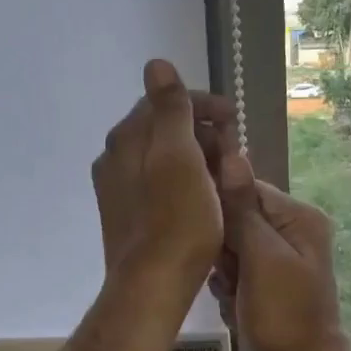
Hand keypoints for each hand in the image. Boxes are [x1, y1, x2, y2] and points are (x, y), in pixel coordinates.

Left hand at [91, 60, 228, 293]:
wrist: (151, 286)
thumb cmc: (176, 221)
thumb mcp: (180, 157)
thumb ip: (170, 109)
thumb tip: (156, 63)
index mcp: (127, 139)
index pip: (165, 102)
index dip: (204, 105)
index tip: (236, 119)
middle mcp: (114, 159)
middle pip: (163, 130)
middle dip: (202, 132)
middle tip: (235, 150)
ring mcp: (117, 190)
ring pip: (162, 159)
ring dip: (196, 158)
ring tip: (226, 174)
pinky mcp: (126, 217)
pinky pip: (158, 185)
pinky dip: (184, 182)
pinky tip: (203, 199)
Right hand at [211, 150, 349, 350]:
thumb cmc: (285, 314)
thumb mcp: (261, 257)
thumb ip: (242, 208)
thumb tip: (231, 154)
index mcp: (298, 216)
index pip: (245, 188)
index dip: (220, 209)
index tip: (208, 237)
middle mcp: (293, 230)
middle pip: (236, 218)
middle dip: (224, 248)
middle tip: (230, 276)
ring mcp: (281, 257)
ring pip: (231, 247)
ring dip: (224, 271)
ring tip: (234, 294)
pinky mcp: (270, 281)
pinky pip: (237, 270)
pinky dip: (230, 288)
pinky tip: (235, 306)